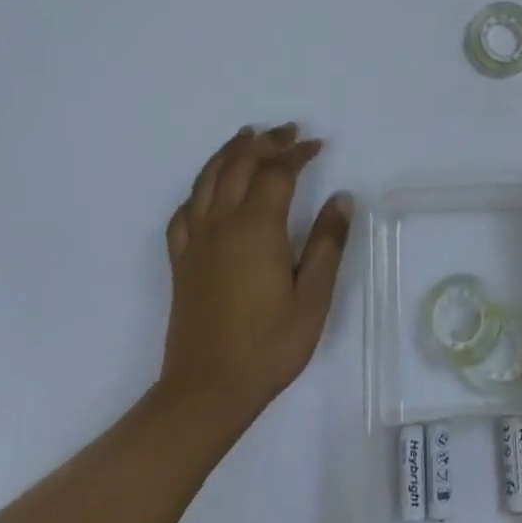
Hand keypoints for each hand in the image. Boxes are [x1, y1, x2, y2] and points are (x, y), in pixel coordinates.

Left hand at [159, 124, 351, 425]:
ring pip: (207, 179)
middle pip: (240, 165)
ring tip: (246, 136)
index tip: (317, 144)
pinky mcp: (181, 262)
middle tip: (288, 131)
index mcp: (257, 228)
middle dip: (266, 142)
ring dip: (229, 153)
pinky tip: (206, 192)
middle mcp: (222, 224)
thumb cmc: (269, 345)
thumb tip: (341, 198)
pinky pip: (184, 212)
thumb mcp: (313, 296)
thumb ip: (327, 243)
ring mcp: (196, 241)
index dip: (297, 152)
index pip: (277, 172)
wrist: (207, 391)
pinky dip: (198, 190)